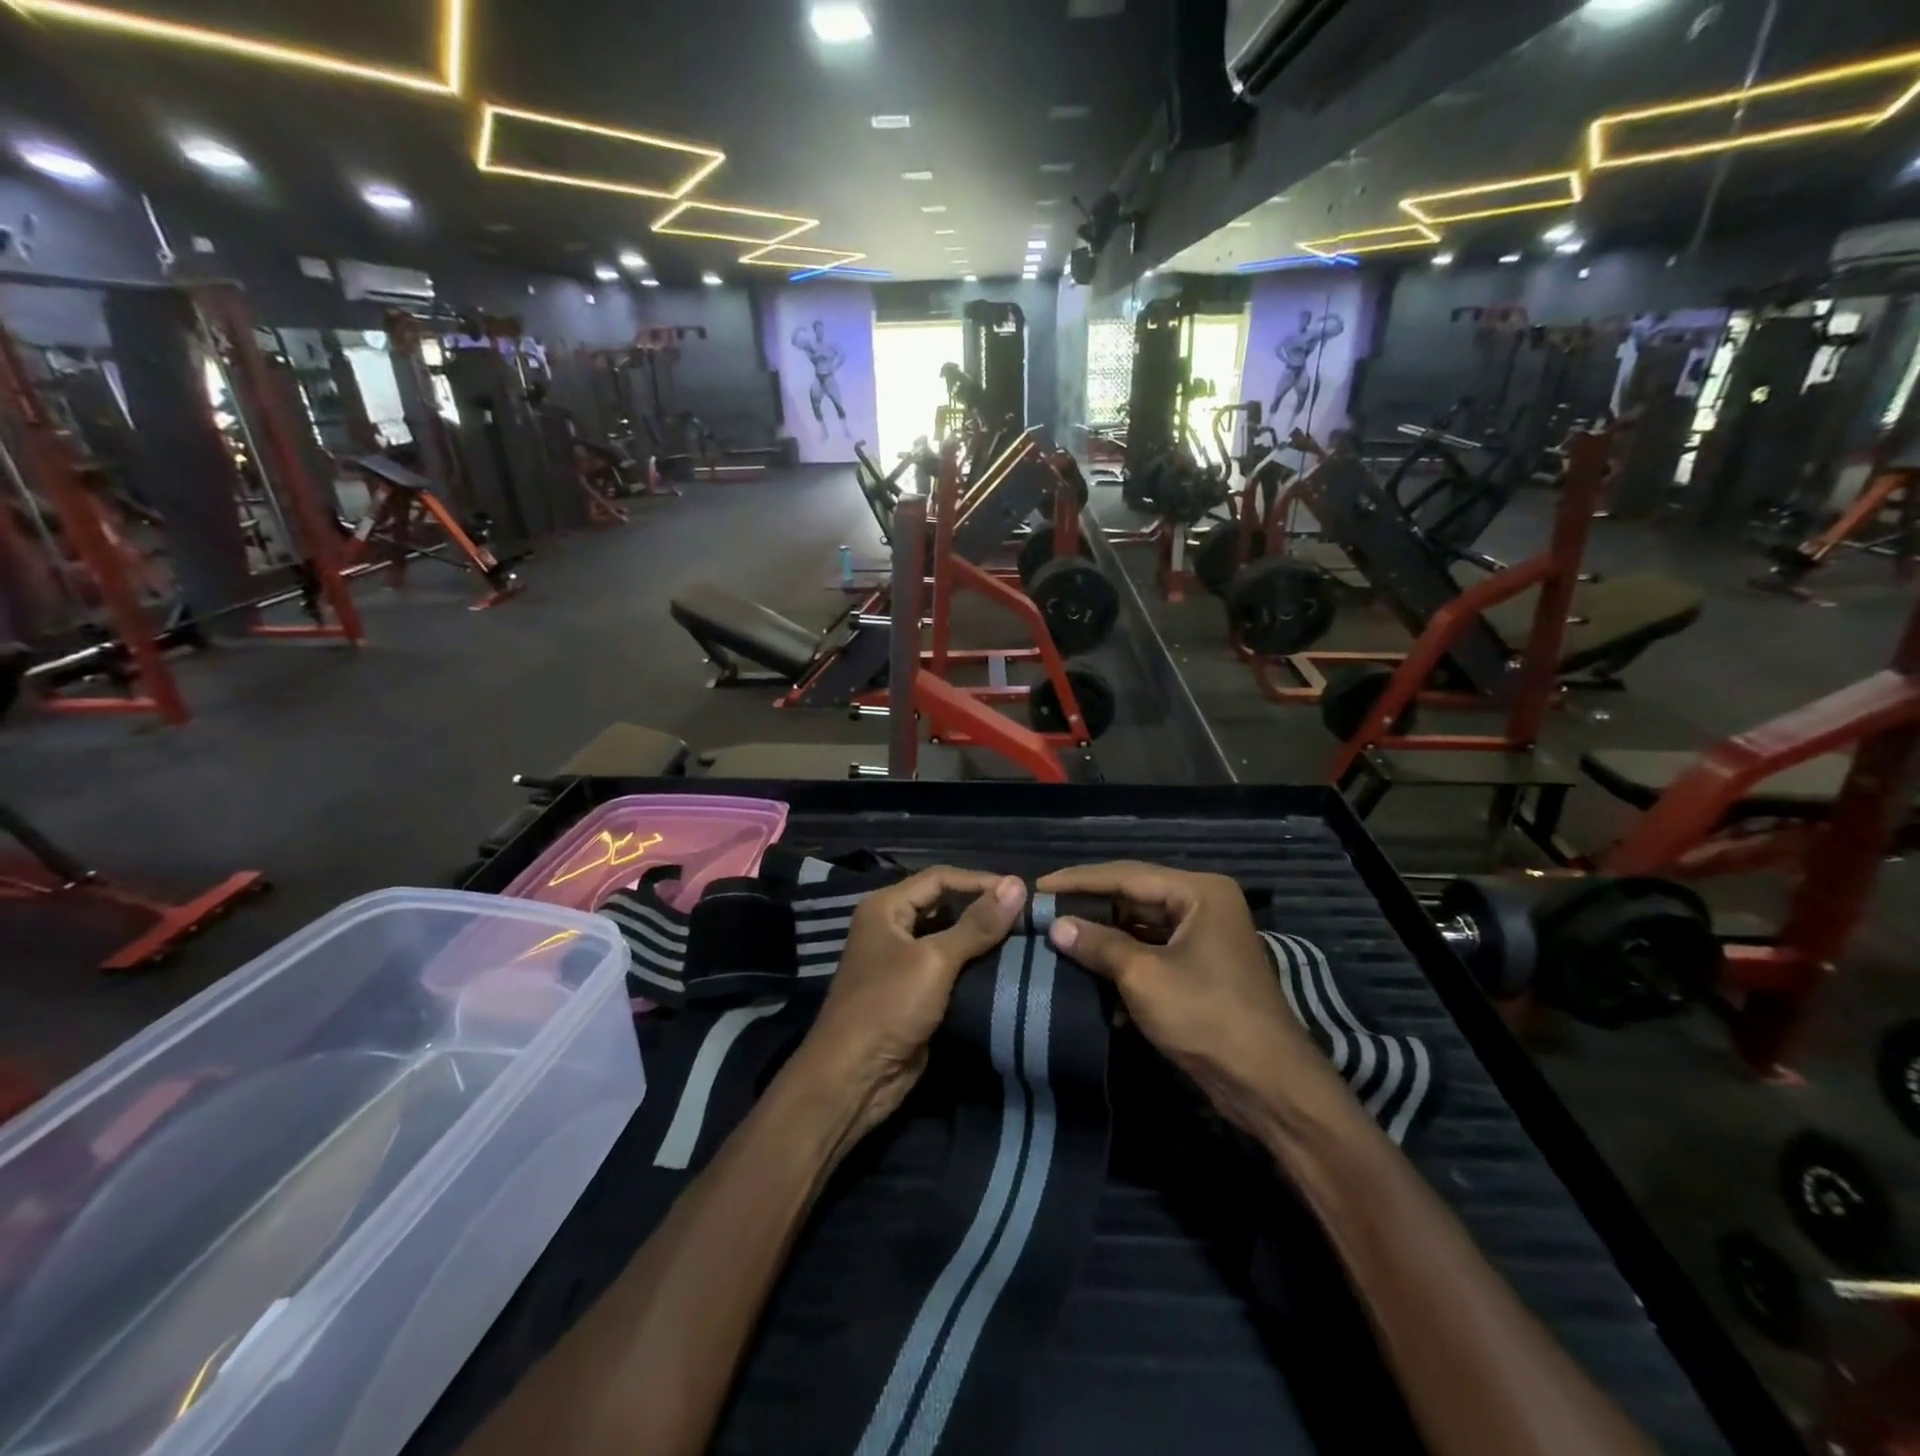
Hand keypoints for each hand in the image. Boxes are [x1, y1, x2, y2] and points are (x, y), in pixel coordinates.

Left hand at [786, 869, 1025, 1154]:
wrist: (855, 1078)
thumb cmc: (888, 1006)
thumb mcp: (935, 961)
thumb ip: (977, 924)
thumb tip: (1017, 884)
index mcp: (885, 907)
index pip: (940, 878)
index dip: (980, 881)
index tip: (1021, 892)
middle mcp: (891, 926)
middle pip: (943, 904)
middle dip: (982, 908)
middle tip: (1026, 915)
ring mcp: (900, 960)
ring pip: (948, 936)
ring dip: (981, 937)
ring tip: (1023, 937)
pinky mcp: (913, 991)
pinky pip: (948, 967)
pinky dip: (973, 964)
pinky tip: (1004, 966)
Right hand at [1039, 862, 1348, 1133]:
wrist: (1268, 1085)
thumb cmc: (1207, 1017)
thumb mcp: (1144, 977)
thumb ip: (1098, 944)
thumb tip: (1055, 926)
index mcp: (1199, 892)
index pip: (1126, 875)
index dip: (1079, 881)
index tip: (1038, 887)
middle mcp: (1203, 905)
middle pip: (1134, 897)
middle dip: (1090, 908)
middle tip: (1044, 913)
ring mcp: (1204, 937)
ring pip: (1140, 927)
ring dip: (1104, 938)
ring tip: (1058, 939)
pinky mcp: (1200, 969)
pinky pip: (1152, 952)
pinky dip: (1123, 962)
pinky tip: (1090, 975)